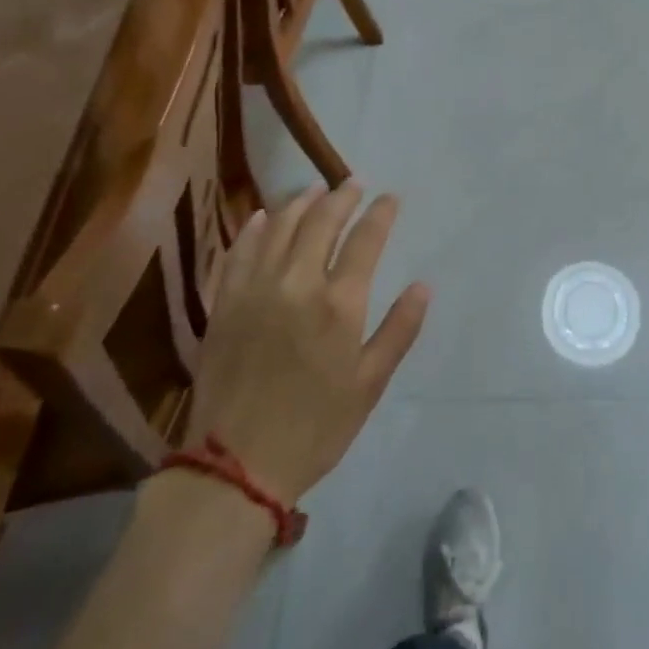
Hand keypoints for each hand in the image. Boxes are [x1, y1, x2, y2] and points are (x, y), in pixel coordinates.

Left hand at [188, 184, 428, 503]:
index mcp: (339, 303)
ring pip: (280, 227)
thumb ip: (399, 329)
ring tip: (314, 189)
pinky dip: (255, 228)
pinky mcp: (225, 302)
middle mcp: (297, 283)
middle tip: (353, 183)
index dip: (380, 213)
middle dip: (341, 196)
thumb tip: (423, 286)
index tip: (390, 197)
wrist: (235, 465)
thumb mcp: (370, 384)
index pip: (366, 239)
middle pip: (321, 221)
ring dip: (300, 202)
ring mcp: (255, 289)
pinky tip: (264, 216)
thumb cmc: (315, 427)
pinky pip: (239, 251)